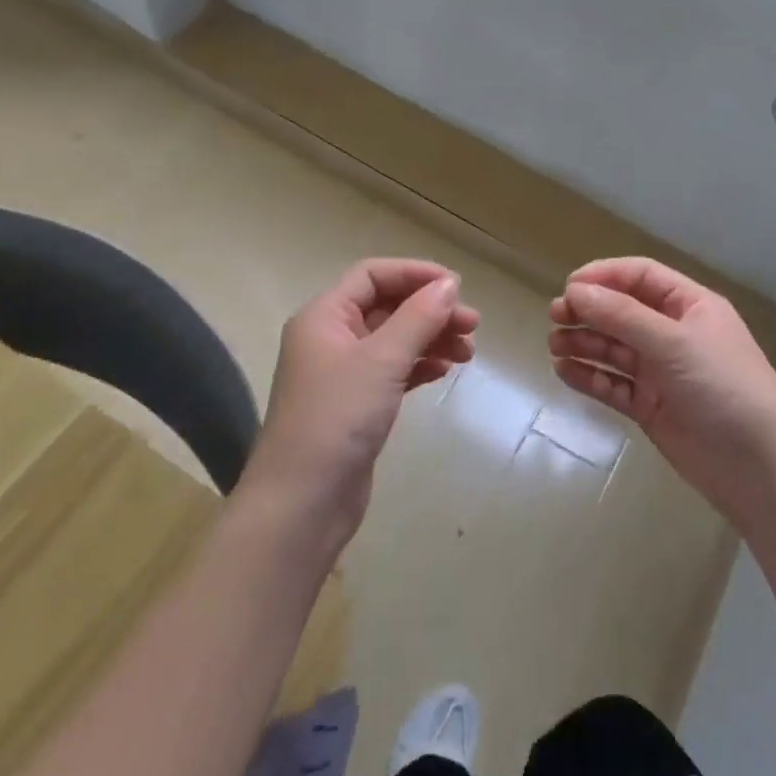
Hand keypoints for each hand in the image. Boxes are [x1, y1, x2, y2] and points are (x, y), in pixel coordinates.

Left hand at [238, 259, 478, 553]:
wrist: (303, 501)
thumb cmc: (338, 418)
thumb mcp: (381, 361)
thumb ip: (418, 318)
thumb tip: (448, 286)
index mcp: (324, 316)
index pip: (372, 276)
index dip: (415, 274)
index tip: (457, 287)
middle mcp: (330, 338)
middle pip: (387, 306)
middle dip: (430, 311)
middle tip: (473, 325)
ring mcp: (342, 374)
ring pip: (393, 340)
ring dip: (430, 339)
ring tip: (468, 353)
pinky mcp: (355, 405)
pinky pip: (392, 371)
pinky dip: (419, 366)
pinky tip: (443, 371)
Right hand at [548, 257, 775, 530]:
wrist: (758, 465)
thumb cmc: (722, 386)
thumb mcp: (673, 342)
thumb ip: (622, 316)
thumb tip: (574, 291)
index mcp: (689, 306)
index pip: (640, 277)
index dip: (604, 276)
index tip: (569, 287)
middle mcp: (673, 333)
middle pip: (622, 312)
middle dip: (589, 311)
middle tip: (555, 317)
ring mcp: (661, 372)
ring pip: (613, 348)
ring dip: (584, 343)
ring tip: (554, 345)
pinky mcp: (650, 406)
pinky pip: (613, 384)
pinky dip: (589, 376)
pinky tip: (564, 372)